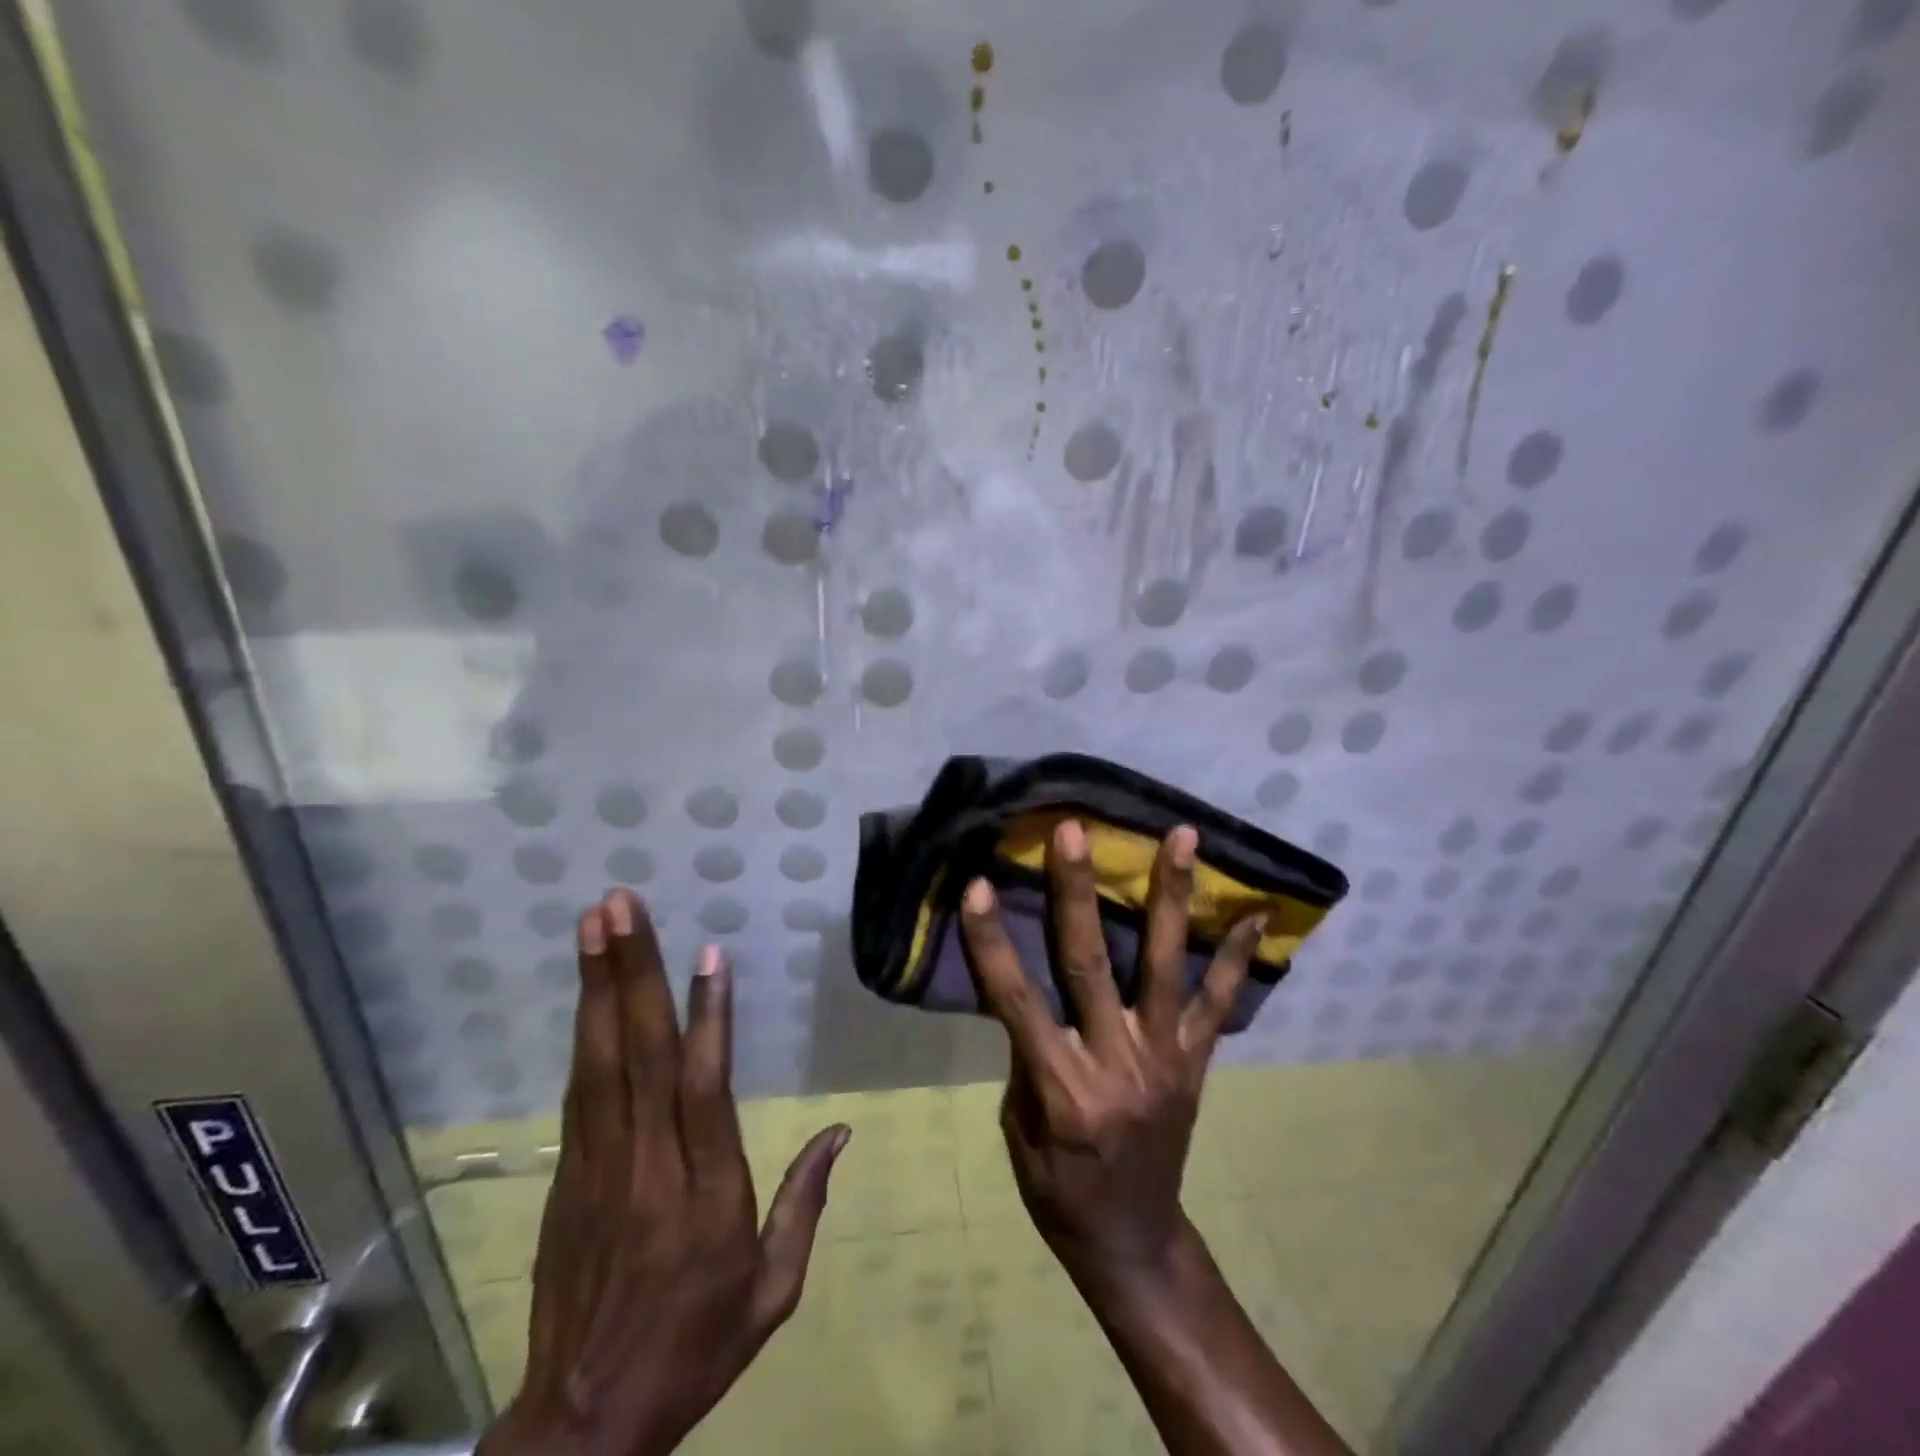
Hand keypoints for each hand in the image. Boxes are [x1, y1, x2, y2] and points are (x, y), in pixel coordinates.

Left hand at [479, 890, 850, 1455]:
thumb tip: (841, 1131)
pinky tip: (588, 989)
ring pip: (600, 1059)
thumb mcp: (773, 1291)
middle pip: (639, 1054)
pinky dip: (584, 1031)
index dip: (707, 1017)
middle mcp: (648, 1164)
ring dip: (598, 985)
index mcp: (706, 1192)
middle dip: (632, 972)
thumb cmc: (695, 1346)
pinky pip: (579, 1089)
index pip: (704, 1088)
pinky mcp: (570, 1173)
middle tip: (619, 905)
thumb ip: (805, 1204)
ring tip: (594, 923)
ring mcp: (599, 1165)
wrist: (584, 1422)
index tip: (708, 955)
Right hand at [959, 820, 1263, 1275]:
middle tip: (1074, 830)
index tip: (978, 883)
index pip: (1016, 1000)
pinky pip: (1219, 1005)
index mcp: (1061, 1087)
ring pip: (1167, 966)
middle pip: (1090, 964)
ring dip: (1173, 897)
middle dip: (1077, 892)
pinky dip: (1236, 959)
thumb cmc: (1058, 1189)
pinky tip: (1256, 915)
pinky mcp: (1196, 1062)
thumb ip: (1026, 1055)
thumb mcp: (1019, 1130)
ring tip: (1183, 837)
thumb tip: (1026, 989)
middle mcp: (1116, 1062)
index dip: (994, 941)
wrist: (1131, 1241)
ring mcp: (1165, 1058)